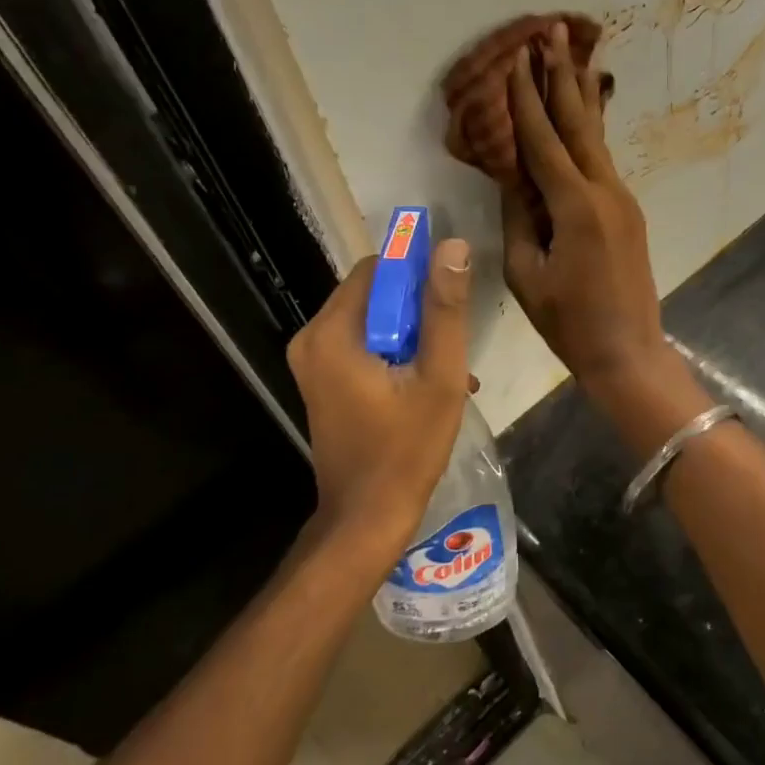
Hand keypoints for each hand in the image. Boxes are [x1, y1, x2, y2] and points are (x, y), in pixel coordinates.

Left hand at [286, 239, 474, 556]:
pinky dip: (393, 353)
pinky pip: (361, 345)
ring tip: (448, 368)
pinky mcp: (321, 380)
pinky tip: (425, 382)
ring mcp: (312, 362)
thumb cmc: (407, 449)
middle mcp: (312, 338)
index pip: (377, 269)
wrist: (366, 518)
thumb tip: (453, 246)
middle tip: (452, 343)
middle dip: (417, 310)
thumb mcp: (439, 377)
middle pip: (372, 294)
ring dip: (411, 335)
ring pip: (371, 320)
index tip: (451, 297)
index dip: (417, 273)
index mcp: (333, 333)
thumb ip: (445, 310)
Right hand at [502, 21, 678, 408]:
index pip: (544, 140)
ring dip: (582, 96)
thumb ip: (519, 219)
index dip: (527, 99)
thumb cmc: (569, 322)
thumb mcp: (527, 274)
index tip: (516, 59)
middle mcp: (605, 192)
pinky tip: (588, 113)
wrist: (628, 352)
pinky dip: (591, 132)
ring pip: (597, 138)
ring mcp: (622, 200)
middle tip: (553, 31)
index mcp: (575, 207)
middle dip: (562, 76)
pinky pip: (603, 162)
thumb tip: (512, 178)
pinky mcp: (628, 212)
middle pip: (579, 123)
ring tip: (574, 54)